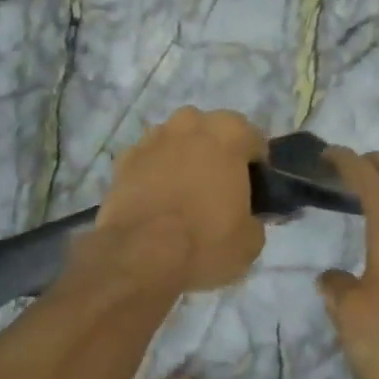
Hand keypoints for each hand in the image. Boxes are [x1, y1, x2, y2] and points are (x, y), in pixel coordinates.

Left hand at [91, 108, 267, 292]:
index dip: (255, 166)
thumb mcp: (250, 240)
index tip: (252, 190)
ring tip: (184, 193)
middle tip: (218, 188)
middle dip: (216, 153)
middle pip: (211, 132)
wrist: (141, 254)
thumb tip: (248, 218)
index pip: (253, 139)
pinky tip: (156, 200)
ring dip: (183, 158)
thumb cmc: (206, 240)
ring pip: (177, 141)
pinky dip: (154, 173)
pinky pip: (148, 160)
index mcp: (229, 133)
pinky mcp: (124, 159)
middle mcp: (190, 123)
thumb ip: (255, 218)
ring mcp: (153, 138)